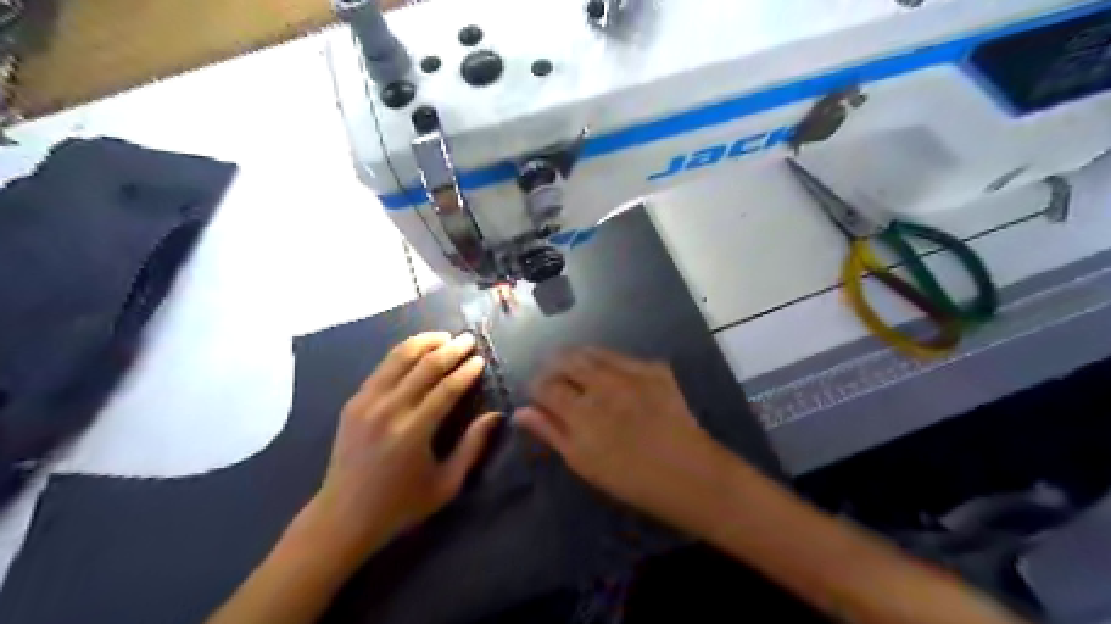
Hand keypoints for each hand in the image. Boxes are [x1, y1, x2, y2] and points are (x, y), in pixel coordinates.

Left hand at [308, 331, 497, 561]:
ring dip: (424, 342)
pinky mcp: (353, 403)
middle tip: (468, 339)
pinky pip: (382, 368)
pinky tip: (416, 351)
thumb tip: (496, 415)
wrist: (342, 517)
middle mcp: (388, 410)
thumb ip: (472, 446)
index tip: (480, 359)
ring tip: (444, 337)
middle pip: (424, 365)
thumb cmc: (401, 505)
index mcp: (413, 432)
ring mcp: (366, 403)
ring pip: (398, 357)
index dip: (466, 371)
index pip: (446, 388)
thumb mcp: (447, 484)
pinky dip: (402, 354)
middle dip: (450, 348)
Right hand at [514, 348, 739, 532]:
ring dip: (579, 360)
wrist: (691, 474)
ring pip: (593, 351)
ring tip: (580, 375)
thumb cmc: (631, 479)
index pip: (544, 384)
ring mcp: (631, 372)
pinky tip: (613, 379)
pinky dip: (609, 364)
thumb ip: (550, 432)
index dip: (536, 388)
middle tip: (557, 383)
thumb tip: (520, 411)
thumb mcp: (583, 463)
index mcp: (580, 411)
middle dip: (554, 368)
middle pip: (566, 359)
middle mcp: (602, 383)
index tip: (539, 397)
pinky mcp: (654, 368)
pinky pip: (622, 357)